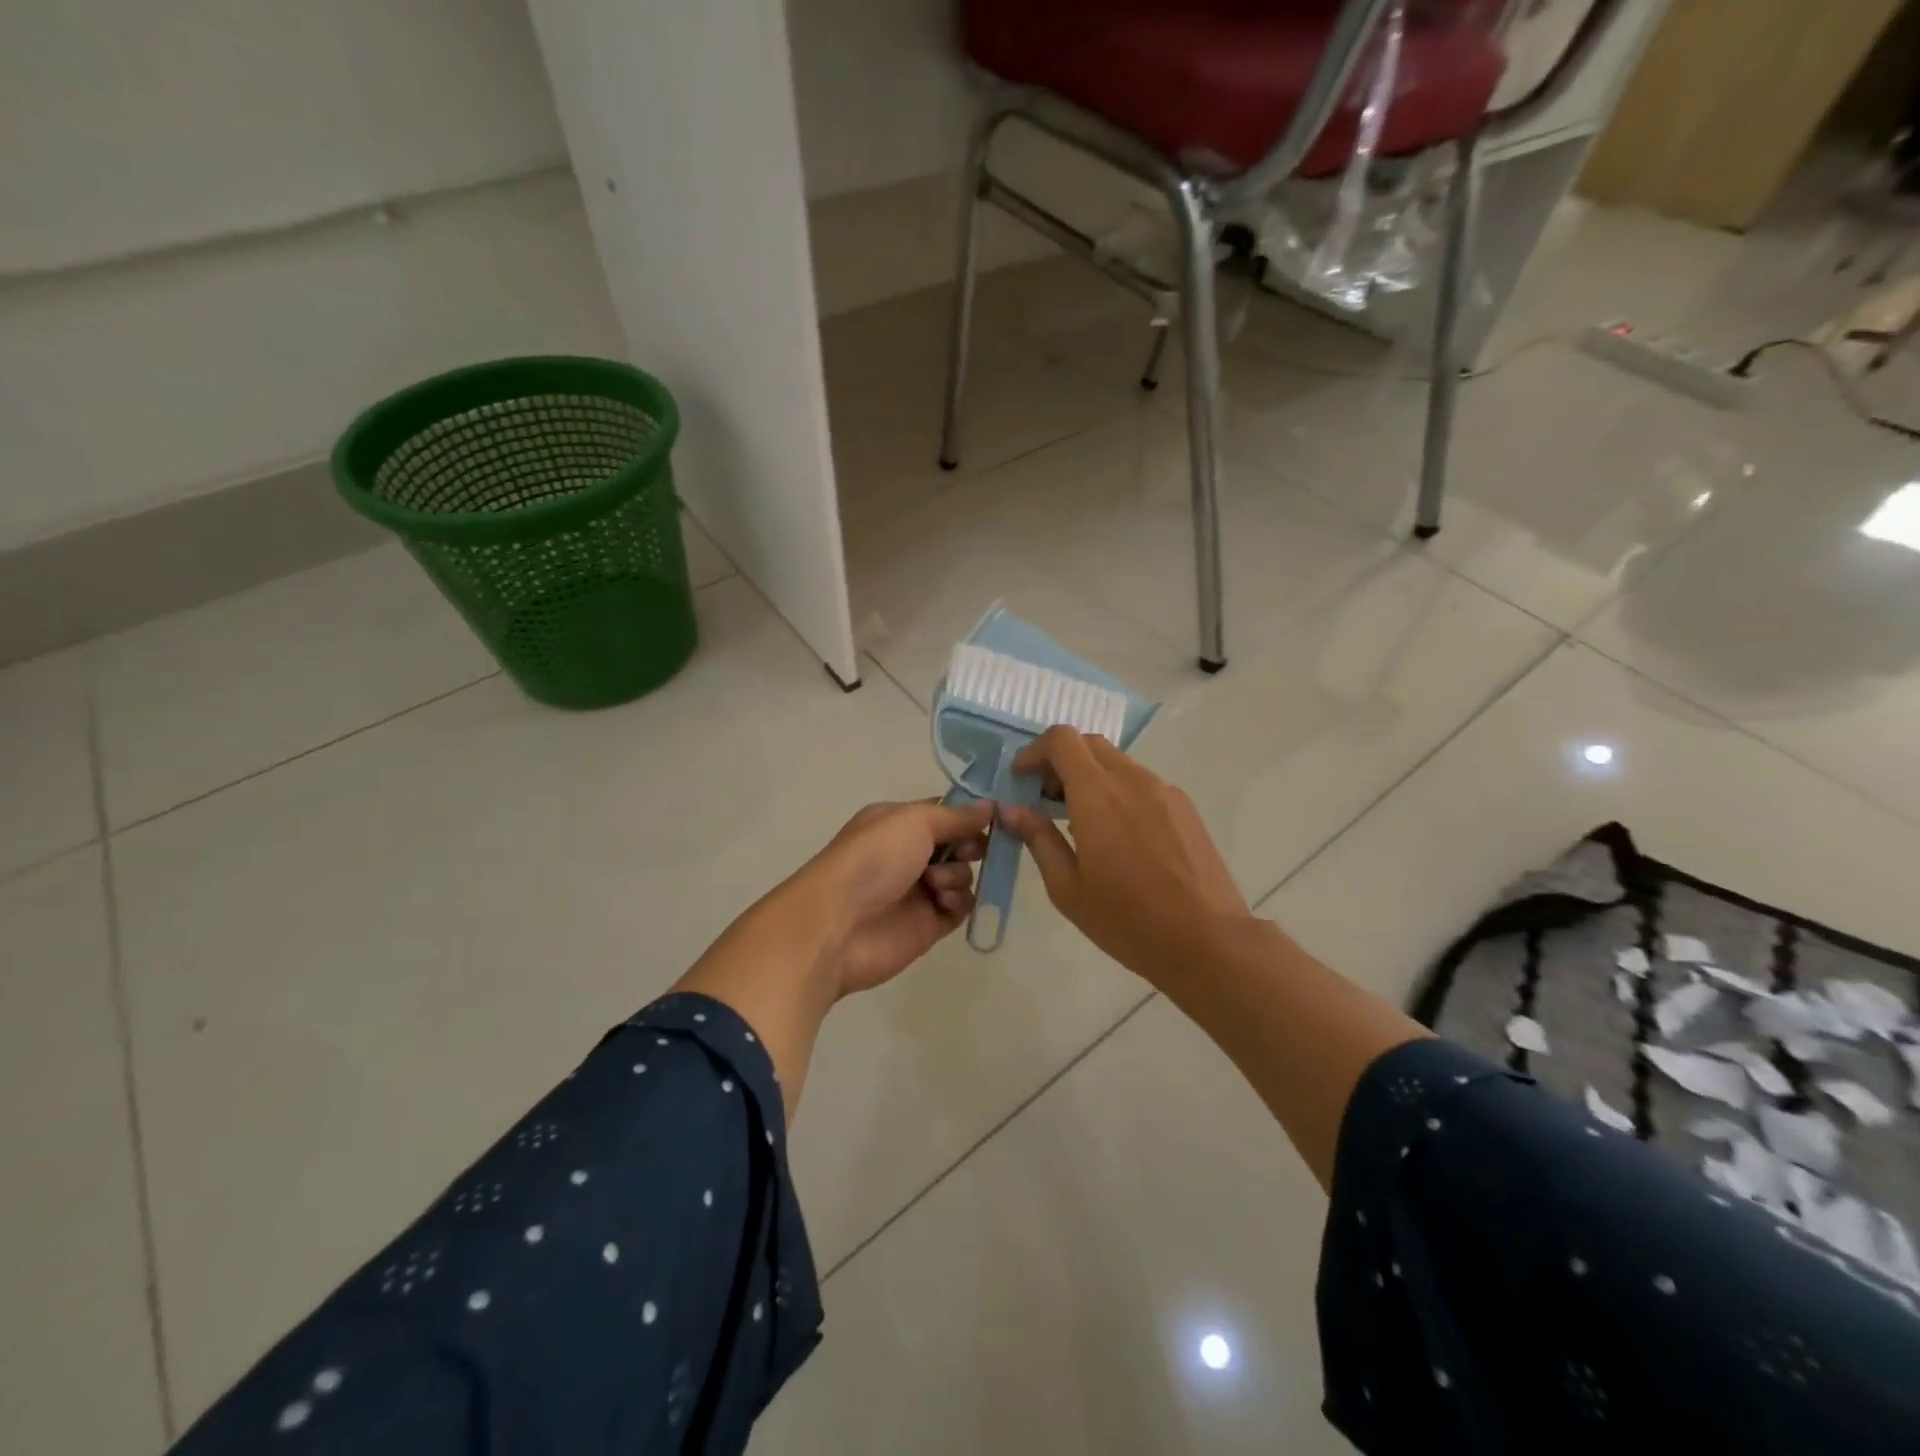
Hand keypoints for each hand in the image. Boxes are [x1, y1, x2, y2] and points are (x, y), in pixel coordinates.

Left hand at [799, 799, 992, 996]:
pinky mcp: (929, 924)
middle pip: (959, 844)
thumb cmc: (872, 859)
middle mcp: (909, 853)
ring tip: (935, 884)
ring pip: (963, 875)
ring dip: (958, 875)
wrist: (837, 925)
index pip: (944, 812)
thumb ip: (955, 815)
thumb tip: (990, 805)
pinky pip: (961, 907)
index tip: (996, 816)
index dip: (970, 814)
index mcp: (898, 823)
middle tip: (970, 850)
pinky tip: (942, 903)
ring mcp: (919, 890)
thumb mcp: (913, 822)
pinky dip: (958, 902)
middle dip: (971, 845)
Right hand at [1001, 727, 1250, 986]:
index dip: (1035, 751)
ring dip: (1090, 777)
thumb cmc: (1128, 920)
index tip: (1022, 779)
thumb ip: (1038, 839)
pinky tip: (1117, 836)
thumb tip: (1011, 809)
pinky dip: (1117, 791)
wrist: (1208, 941)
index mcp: (1098, 795)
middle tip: (1045, 799)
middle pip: (1089, 744)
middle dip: (1060, 762)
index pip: (1062, 740)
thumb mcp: (1068, 888)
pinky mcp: (1184, 807)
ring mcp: (1164, 791)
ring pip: (1117, 763)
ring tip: (1079, 822)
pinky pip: (1141, 783)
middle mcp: (1132, 780)